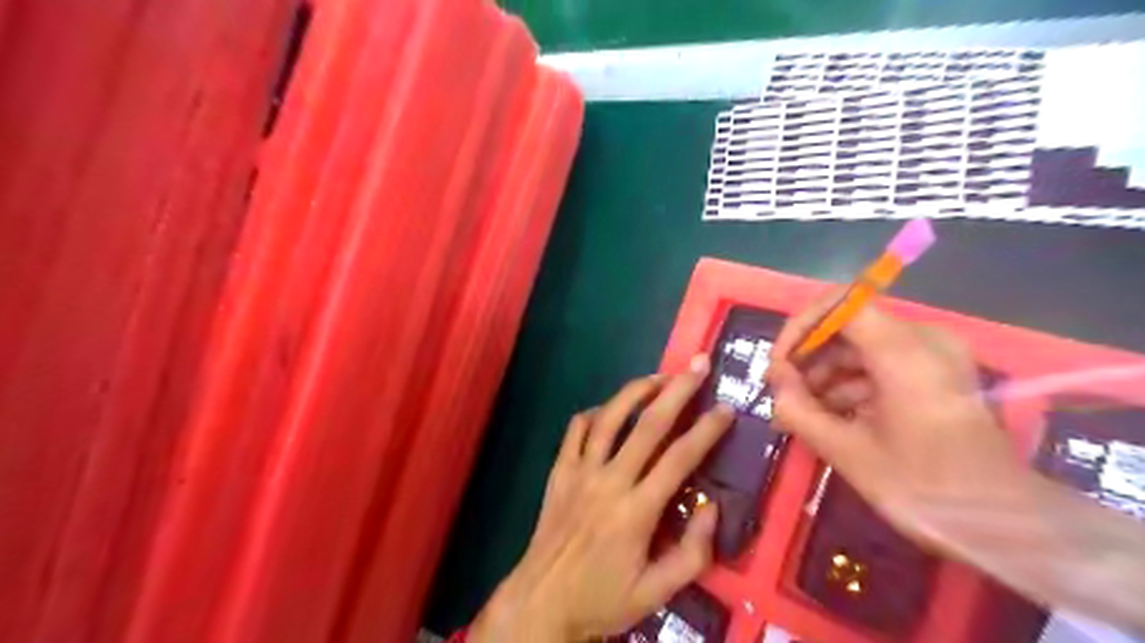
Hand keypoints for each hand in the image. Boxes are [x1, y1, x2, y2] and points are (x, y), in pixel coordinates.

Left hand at [466, 355, 727, 642]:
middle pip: (648, 424)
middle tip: (698, 365)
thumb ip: (693, 552)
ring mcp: (579, 471)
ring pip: (609, 417)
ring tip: (659, 377)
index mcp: (637, 511)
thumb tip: (712, 506)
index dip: (707, 429)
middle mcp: (609, 481)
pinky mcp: (559, 471)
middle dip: (677, 390)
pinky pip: (575, 429)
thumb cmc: (603, 598)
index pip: (680, 457)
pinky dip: (594, 412)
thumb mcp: (657, 592)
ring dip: (636, 391)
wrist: (541, 602)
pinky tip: (609, 408)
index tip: (726, 408)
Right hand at [764, 295, 1023, 548]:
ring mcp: (933, 356)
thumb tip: (776, 382)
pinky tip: (828, 418)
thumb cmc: (925, 488)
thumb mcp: (849, 452)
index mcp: (906, 351)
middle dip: (808, 357)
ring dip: (824, 374)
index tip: (779, 365)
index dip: (800, 327)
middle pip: (848, 326)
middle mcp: (923, 339)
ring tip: (799, 413)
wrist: (1004, 525)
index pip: (840, 304)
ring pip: (860, 346)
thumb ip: (799, 410)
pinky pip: (879, 364)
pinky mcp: (935, 374)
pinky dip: (849, 384)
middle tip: (782, 393)